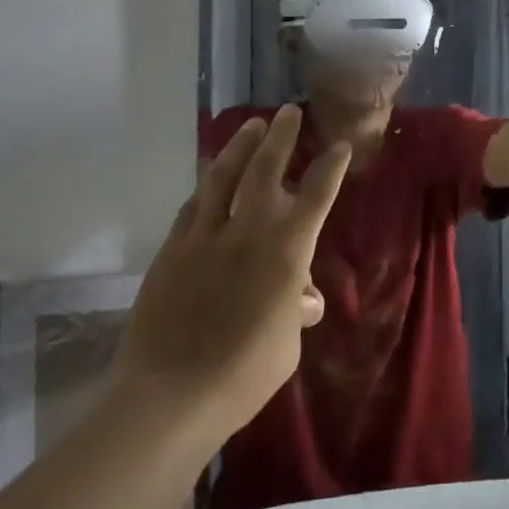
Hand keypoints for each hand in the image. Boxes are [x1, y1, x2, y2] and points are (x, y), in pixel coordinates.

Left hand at [114, 106, 349, 437]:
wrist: (169, 396)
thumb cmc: (243, 375)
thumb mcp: (286, 344)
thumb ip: (295, 311)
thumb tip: (302, 298)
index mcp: (286, 252)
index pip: (317, 195)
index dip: (330, 167)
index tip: (339, 146)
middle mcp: (248, 232)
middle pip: (266, 170)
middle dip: (281, 137)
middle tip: (287, 112)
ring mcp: (204, 237)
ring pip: (222, 177)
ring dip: (240, 148)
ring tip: (251, 127)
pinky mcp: (172, 251)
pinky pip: (193, 207)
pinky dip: (206, 187)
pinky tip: (209, 180)